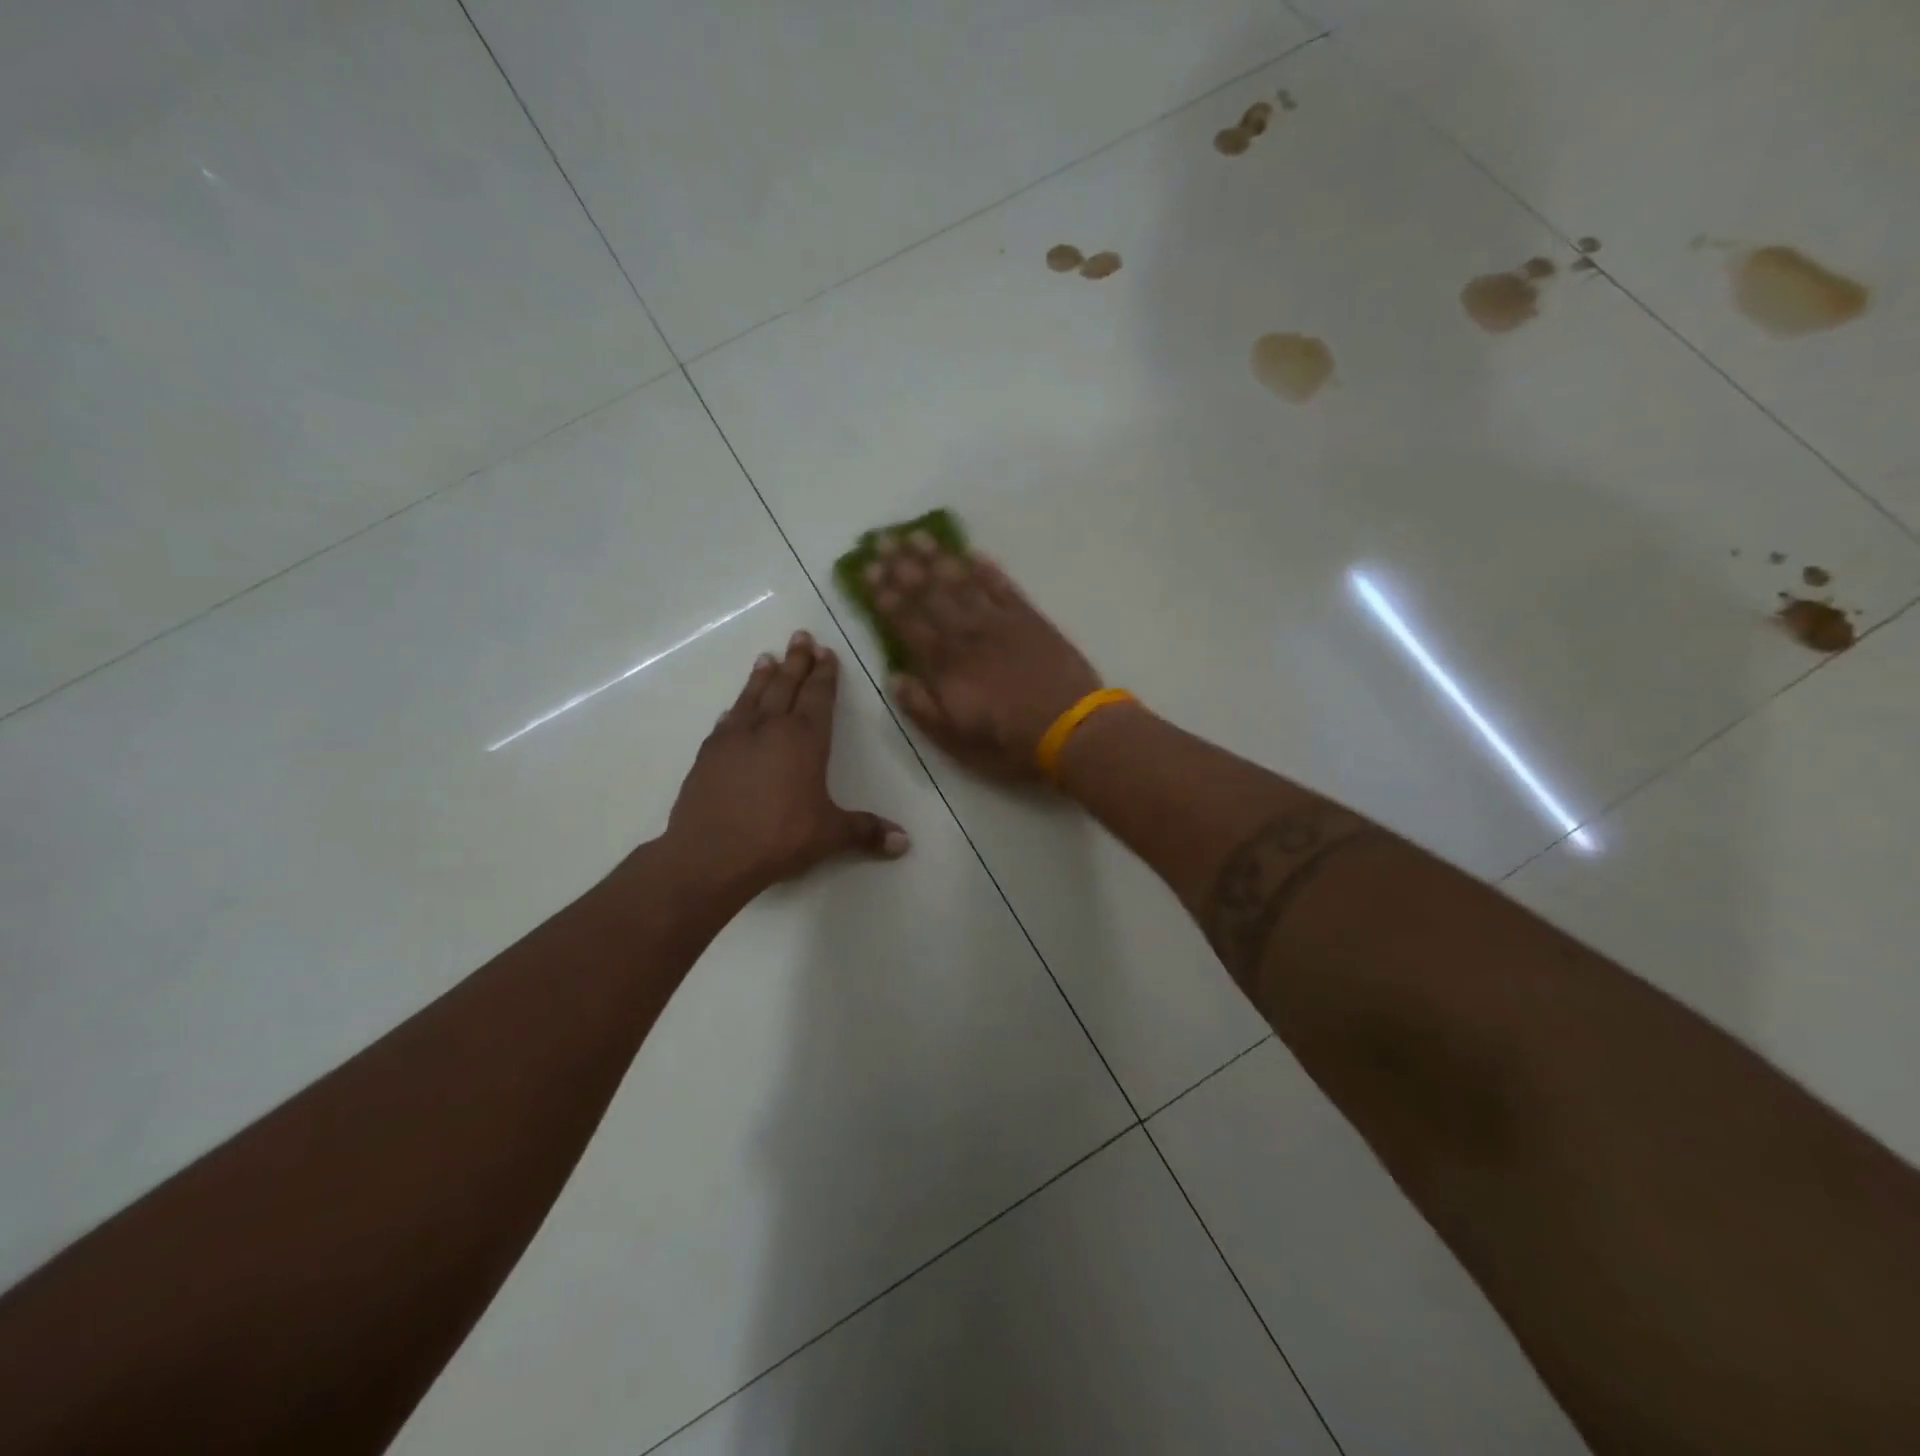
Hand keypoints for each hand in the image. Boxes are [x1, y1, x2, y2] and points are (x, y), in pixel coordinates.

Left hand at [665, 630, 909, 899]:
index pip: (818, 696)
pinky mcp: (708, 754)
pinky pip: (727, 721)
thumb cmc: (780, 837)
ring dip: (762, 676)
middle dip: (796, 661)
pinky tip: (734, 708)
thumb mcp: (830, 835)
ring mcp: (735, 738)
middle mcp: (770, 728)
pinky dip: (735, 709)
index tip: (826, 652)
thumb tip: (905, 842)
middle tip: (800, 636)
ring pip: (752, 696)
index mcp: (805, 739)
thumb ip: (866, 832)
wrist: (712, 853)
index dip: (824, 673)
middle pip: (785, 685)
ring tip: (767, 657)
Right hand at [867, 531, 1101, 781]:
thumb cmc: (1008, 742)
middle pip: (929, 593)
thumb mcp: (955, 740)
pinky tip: (972, 553)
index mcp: (944, 665)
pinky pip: (1003, 587)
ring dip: (938, 558)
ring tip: (917, 536)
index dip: (885, 596)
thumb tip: (894, 677)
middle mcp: (966, 635)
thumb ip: (921, 707)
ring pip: (962, 582)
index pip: (906, 622)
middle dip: (903, 566)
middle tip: (883, 540)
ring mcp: (999, 623)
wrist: (1070, 729)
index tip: (868, 571)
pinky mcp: (1030, 619)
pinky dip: (987, 569)